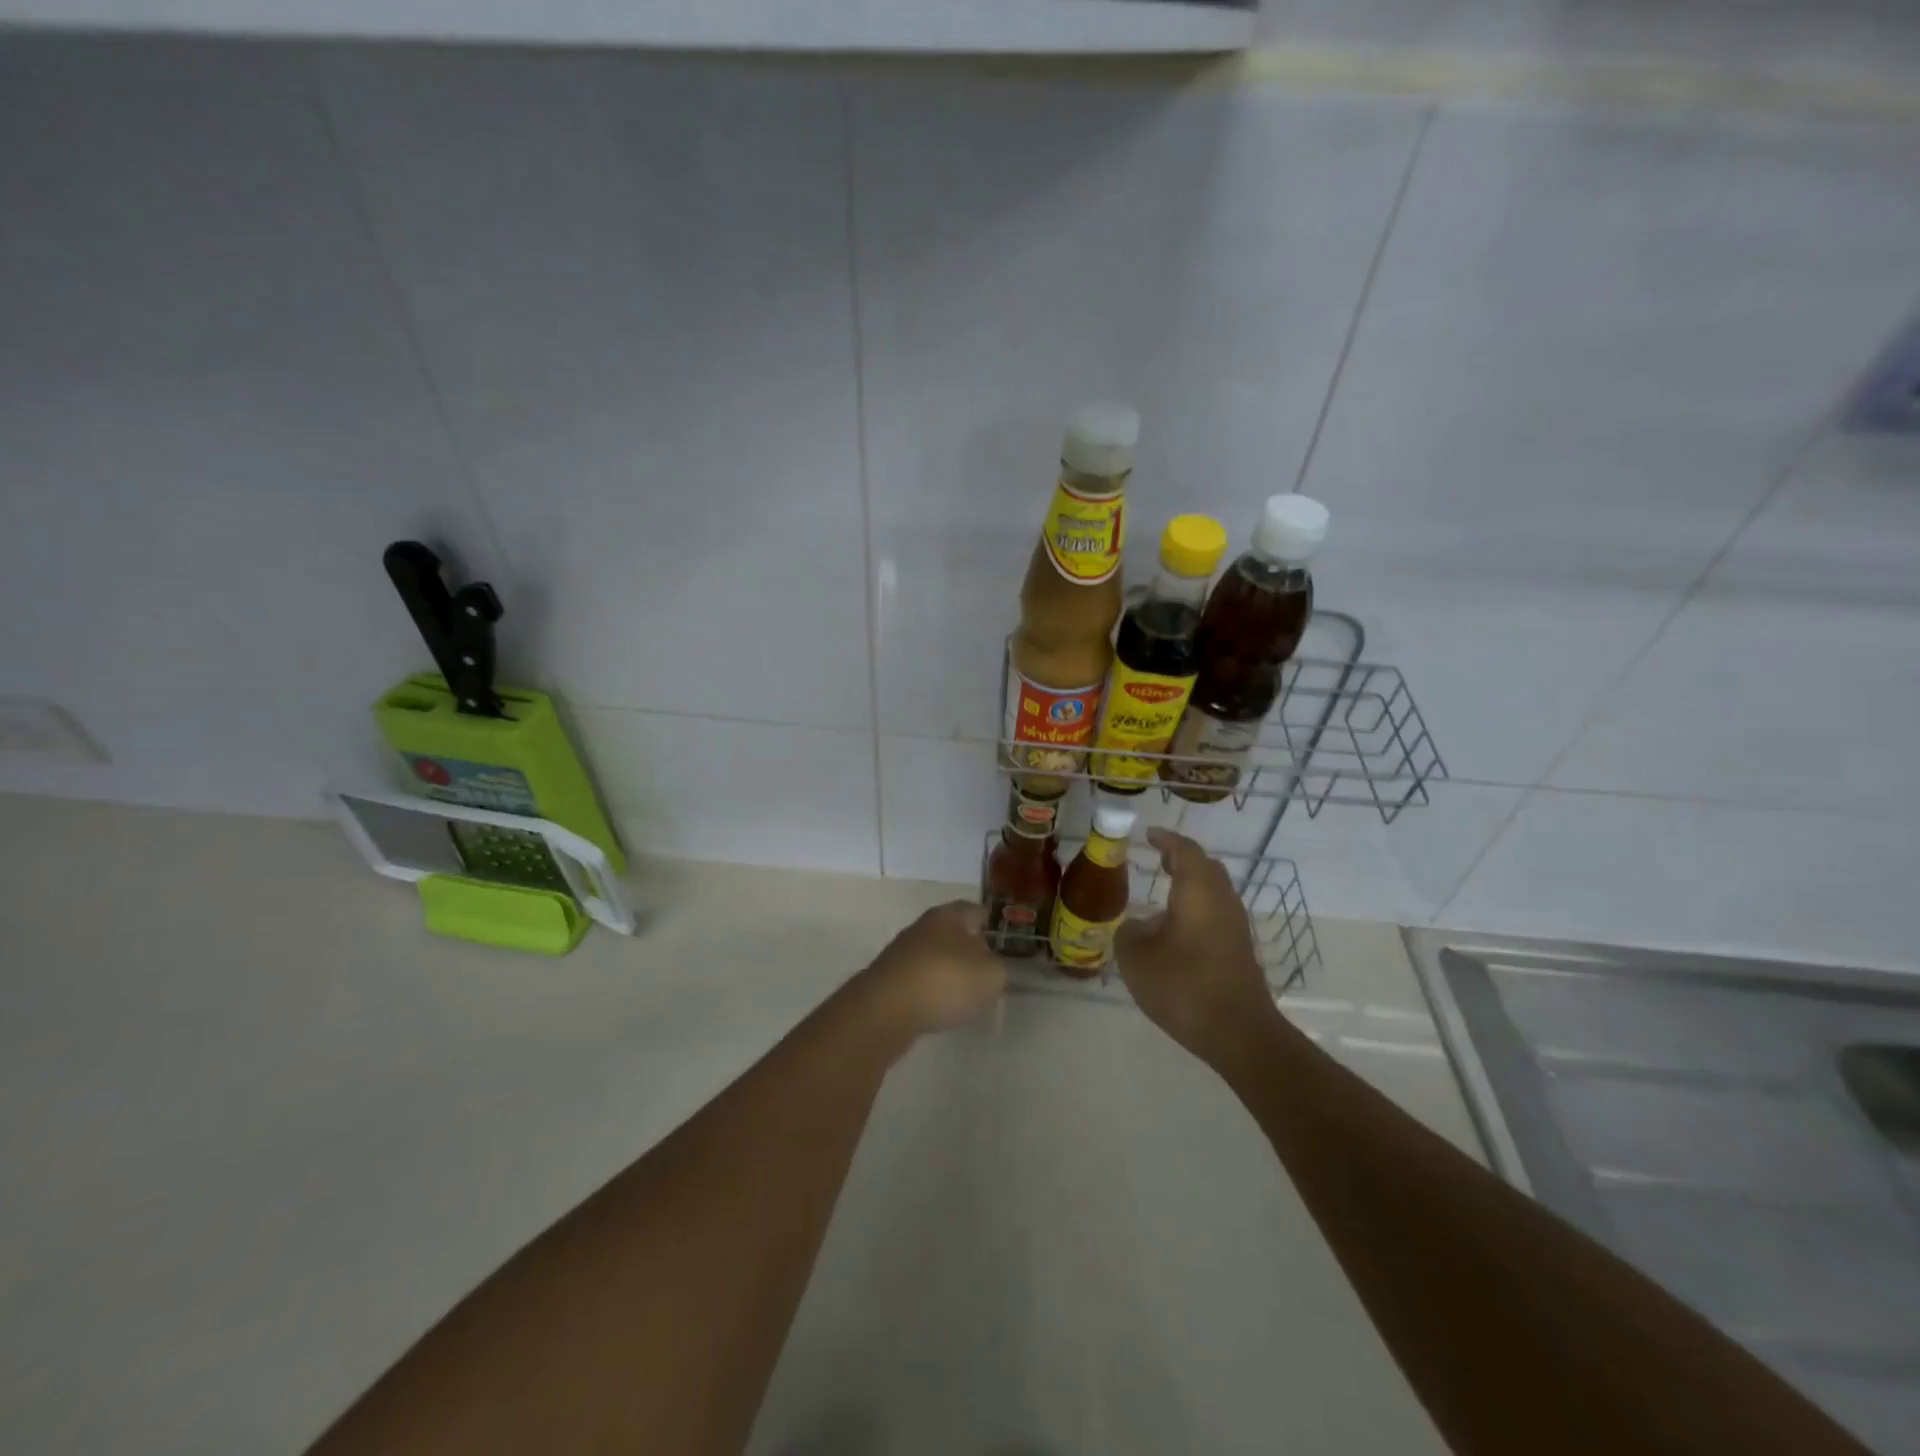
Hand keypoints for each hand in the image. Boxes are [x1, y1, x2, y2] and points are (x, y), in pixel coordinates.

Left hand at [858, 901, 1007, 1036]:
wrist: (885, 1009)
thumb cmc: (945, 981)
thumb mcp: (991, 975)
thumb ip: (999, 968)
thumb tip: (990, 965)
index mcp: (949, 915)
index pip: (975, 911)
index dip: (990, 925)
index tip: (1001, 942)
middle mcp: (923, 927)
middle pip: (953, 934)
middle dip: (969, 951)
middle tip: (987, 973)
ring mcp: (902, 953)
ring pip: (935, 958)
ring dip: (949, 973)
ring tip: (965, 996)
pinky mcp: (889, 980)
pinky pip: (919, 981)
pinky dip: (931, 992)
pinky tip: (939, 1009)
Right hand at [1114, 829, 1281, 1065]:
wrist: (1238, 1033)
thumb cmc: (1183, 985)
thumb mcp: (1136, 958)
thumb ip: (1129, 933)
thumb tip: (1137, 926)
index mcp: (1198, 891)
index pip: (1184, 851)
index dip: (1166, 840)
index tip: (1148, 835)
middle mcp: (1221, 900)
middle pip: (1205, 867)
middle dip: (1181, 859)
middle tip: (1157, 859)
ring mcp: (1235, 926)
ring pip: (1214, 891)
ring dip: (1191, 884)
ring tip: (1164, 889)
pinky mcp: (1239, 950)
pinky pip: (1217, 912)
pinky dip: (1197, 906)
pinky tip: (1177, 926)